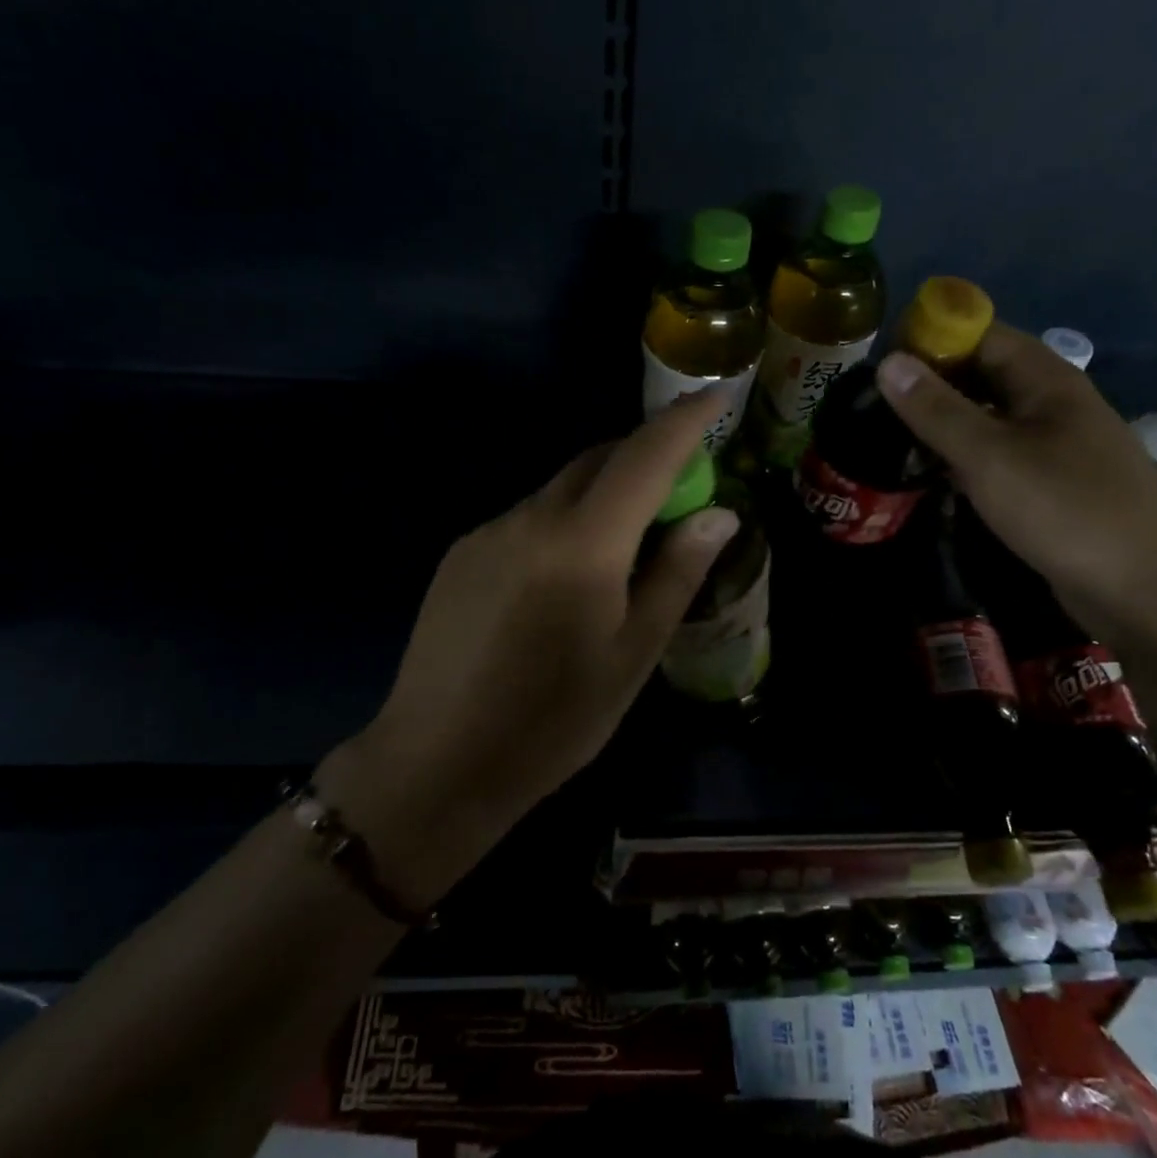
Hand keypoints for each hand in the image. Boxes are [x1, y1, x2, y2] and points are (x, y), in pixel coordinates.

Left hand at [320, 391, 738, 902]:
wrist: (437, 763)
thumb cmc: (553, 722)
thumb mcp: (633, 655)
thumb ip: (676, 575)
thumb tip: (719, 515)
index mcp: (582, 544)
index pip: (644, 457)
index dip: (684, 421)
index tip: (715, 395)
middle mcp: (530, 518)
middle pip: (598, 460)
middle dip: (645, 456)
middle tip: (681, 490)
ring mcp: (488, 532)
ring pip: (560, 488)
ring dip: (603, 493)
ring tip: (626, 544)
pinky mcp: (461, 554)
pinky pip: (527, 516)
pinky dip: (564, 520)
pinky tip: (566, 575)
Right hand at [877, 323, 1156, 636]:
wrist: (1146, 588)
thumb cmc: (1066, 509)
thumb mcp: (989, 456)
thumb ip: (936, 410)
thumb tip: (887, 362)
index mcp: (1045, 380)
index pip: (981, 334)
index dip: (931, 340)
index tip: (880, 365)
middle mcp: (1052, 404)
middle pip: (983, 376)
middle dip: (932, 385)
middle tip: (874, 407)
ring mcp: (1055, 447)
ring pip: (989, 420)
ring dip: (944, 425)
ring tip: (890, 440)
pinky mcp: (1052, 486)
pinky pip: (999, 457)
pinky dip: (964, 459)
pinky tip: (933, 477)